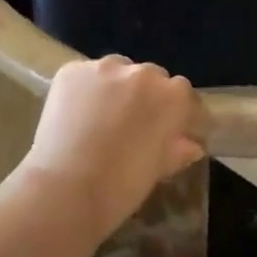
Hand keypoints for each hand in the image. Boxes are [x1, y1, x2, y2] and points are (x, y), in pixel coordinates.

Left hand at [16, 56, 205, 239]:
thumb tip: (191, 145)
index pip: (184, 95)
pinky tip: (77, 115)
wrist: (65, 189)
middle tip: (135, 125)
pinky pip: (86, 75)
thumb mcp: (156, 171)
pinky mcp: (72, 70)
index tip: (176, 131)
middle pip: (151, 78)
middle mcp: (141, 72)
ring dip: (117, 88)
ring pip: (118, 71)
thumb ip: (177, 151)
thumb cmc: (120, 187)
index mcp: (171, 96)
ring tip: (103, 117)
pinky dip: (86, 90)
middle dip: (148, 97)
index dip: (181, 114)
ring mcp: (104, 67)